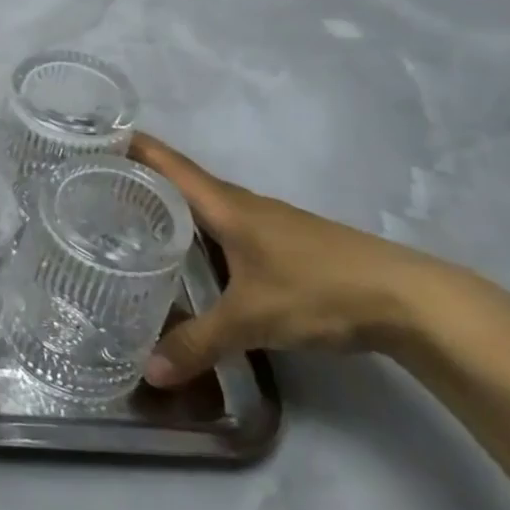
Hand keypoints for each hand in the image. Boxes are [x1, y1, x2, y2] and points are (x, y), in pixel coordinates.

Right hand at [130, 133, 489, 387]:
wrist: (412, 301)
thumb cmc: (319, 290)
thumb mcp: (251, 320)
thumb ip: (198, 344)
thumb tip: (147, 373)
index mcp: (227, 207)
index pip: (170, 165)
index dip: (135, 147)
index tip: (97, 136)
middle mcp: (244, 205)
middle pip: (184, 181)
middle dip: (143, 177)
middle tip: (99, 185)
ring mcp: (269, 223)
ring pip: (208, 205)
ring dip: (173, 204)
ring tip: (134, 218)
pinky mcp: (287, 244)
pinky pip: (228, 225)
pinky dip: (200, 229)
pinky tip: (193, 254)